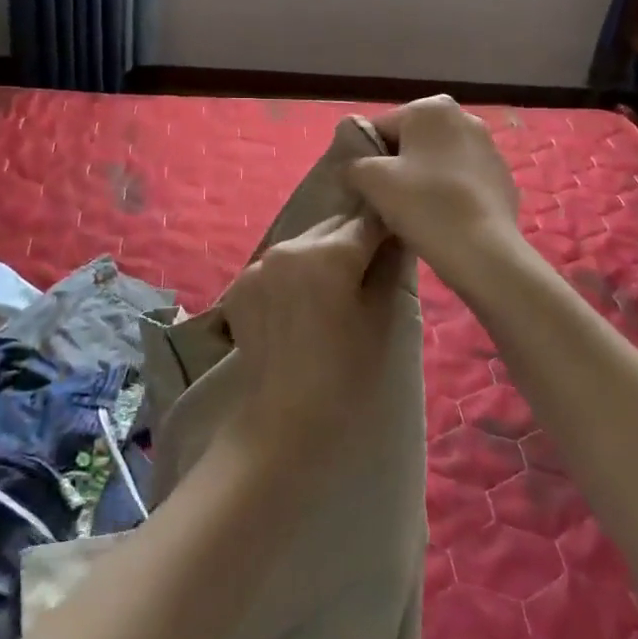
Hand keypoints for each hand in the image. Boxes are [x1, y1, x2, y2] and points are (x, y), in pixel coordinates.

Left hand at [219, 213, 401, 462]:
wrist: (286, 417)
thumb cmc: (345, 369)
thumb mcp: (380, 317)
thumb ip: (389, 267)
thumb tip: (397, 237)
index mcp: (331, 251)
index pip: (369, 221)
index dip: (386, 229)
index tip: (395, 242)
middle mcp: (291, 246)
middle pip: (333, 227)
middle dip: (351, 241)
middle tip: (365, 270)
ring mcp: (260, 263)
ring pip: (303, 244)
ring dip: (320, 256)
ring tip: (329, 291)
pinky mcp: (240, 283)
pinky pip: (275, 266)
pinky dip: (291, 275)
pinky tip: (297, 306)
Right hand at [346, 96, 524, 297]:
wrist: (484, 251)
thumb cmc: (424, 205)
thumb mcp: (372, 181)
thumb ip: (353, 163)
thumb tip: (352, 166)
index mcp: (431, 108)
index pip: (381, 127)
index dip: (365, 157)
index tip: (363, 186)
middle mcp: (465, 117)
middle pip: (412, 142)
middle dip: (397, 166)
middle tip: (386, 201)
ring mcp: (489, 148)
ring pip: (438, 161)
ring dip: (423, 179)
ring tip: (414, 213)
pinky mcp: (502, 178)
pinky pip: (462, 181)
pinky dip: (448, 193)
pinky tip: (442, 219)